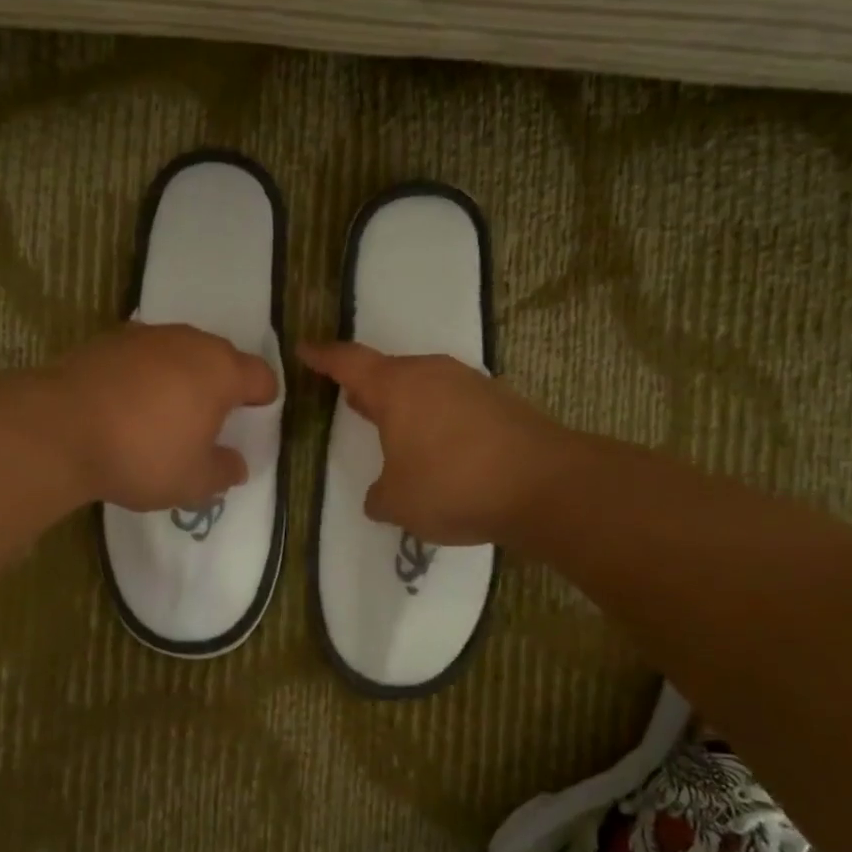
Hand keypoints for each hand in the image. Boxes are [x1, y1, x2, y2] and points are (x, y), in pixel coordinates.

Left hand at [57, 323, 277, 510]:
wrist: (59, 429)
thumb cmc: (143, 455)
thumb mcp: (193, 481)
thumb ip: (223, 472)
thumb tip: (237, 465)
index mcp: (221, 371)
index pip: (260, 375)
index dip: (263, 396)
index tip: (257, 413)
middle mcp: (188, 342)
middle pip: (220, 357)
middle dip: (221, 383)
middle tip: (210, 417)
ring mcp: (145, 336)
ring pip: (178, 352)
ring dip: (181, 375)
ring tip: (166, 410)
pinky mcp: (107, 340)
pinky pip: (141, 356)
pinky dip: (144, 374)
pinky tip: (127, 404)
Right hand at [299, 341, 563, 545]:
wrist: (547, 486)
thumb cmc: (455, 486)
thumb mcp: (398, 502)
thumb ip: (379, 496)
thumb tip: (382, 494)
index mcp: (396, 387)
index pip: (348, 362)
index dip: (323, 357)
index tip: (304, 349)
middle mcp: (432, 374)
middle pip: (390, 372)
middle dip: (368, 387)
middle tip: (350, 400)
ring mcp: (471, 384)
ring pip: (425, 387)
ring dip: (406, 406)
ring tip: (395, 431)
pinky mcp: (501, 402)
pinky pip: (454, 404)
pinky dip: (438, 421)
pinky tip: (441, 450)